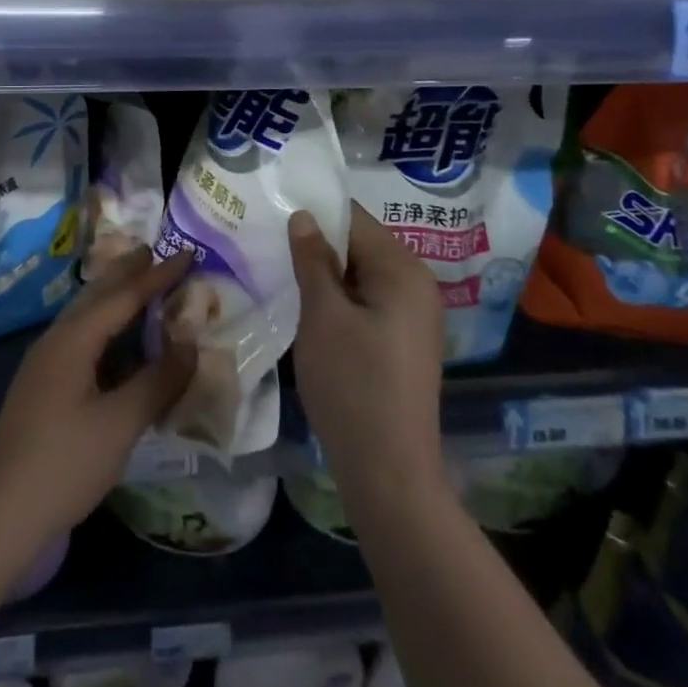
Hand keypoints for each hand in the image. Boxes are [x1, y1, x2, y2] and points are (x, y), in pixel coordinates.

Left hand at [0, 251, 194, 545]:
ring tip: (137, 282)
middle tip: (154, 250)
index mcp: (74, 339)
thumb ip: (158, 380)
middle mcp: (56, 339)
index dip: (158, 274)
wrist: (2, 513)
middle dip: (127, 272)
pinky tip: (114, 338)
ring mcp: (43, 361)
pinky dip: (103, 323)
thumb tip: (190, 345)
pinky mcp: (41, 383)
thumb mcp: (122, 423)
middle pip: (97, 294)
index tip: (187, 252)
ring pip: (84, 313)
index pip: (124, 295)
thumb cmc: (66, 463)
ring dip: (113, 295)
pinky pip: (79, 335)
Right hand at [289, 205, 445, 510]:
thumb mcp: (322, 316)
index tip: (273, 215)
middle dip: (318, 245)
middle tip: (270, 247)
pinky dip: (340, 299)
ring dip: (326, 274)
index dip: (313, 213)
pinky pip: (369, 300)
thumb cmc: (353, 385)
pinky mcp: (405, 339)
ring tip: (282, 275)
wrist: (389, 473)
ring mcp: (414, 314)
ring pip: (361, 274)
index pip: (353, 218)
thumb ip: (313, 259)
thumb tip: (303, 215)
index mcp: (402, 269)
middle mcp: (417, 283)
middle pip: (359, 244)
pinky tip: (309, 310)